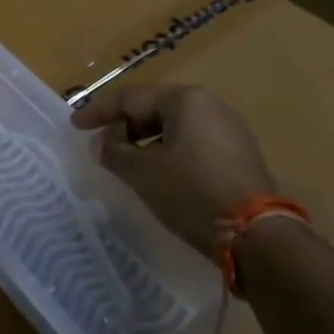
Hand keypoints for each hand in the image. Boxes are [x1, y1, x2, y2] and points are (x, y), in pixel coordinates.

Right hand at [72, 84, 275, 258]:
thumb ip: (114, 153)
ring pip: (174, 128)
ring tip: (126, 163)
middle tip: (102, 146)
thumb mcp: (143, 173)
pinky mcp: (239, 157)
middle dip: (124, 126)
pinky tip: (157, 174)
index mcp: (186, 100)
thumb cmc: (192, 192)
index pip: (131, 97)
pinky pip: (192, 144)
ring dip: (145, 142)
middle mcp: (210, 106)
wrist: (257, 236)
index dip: (99, 111)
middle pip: (154, 109)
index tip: (76, 125)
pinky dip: (168, 153)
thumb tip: (101, 144)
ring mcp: (229, 131)